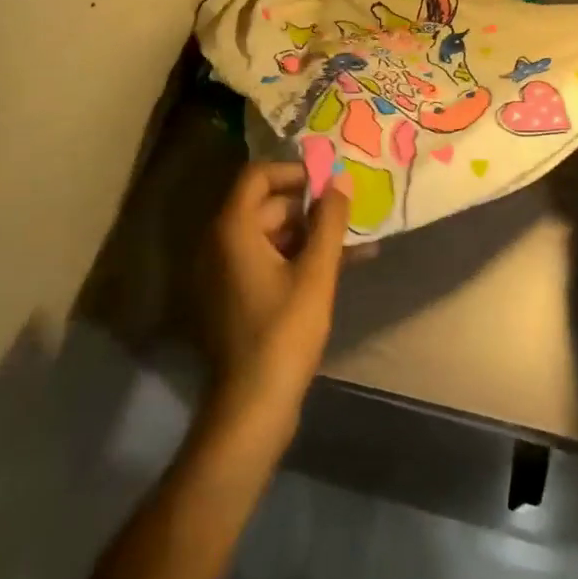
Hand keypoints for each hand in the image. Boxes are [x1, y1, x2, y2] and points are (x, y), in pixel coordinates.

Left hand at [197, 161, 350, 443]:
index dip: (294, 172)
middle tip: (350, 214)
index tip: (329, 182)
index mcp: (232, 230)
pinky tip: (342, 265)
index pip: (257, 175)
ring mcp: (226, 272)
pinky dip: (300, 258)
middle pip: (267, 205)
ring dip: (312, 234)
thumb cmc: (283, 332)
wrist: (252, 406)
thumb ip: (330, 221)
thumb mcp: (316, 272)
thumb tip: (341, 181)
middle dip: (312, 207)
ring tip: (357, 242)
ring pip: (273, 234)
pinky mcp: (236, 295)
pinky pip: (269, 260)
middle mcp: (220, 243)